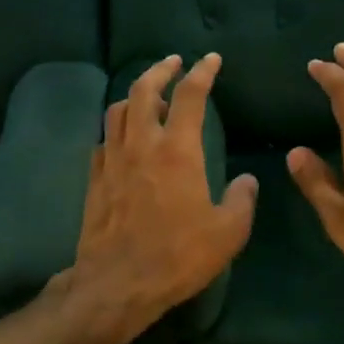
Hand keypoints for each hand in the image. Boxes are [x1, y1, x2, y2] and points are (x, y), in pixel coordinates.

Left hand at [66, 52, 257, 333]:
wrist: (118, 284)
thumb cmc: (178, 256)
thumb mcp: (228, 232)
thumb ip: (242, 200)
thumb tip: (248, 180)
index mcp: (178, 151)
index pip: (191, 96)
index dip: (202, 72)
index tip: (211, 59)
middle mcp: (142, 145)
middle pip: (144, 89)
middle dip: (160, 69)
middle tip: (173, 62)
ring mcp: (113, 160)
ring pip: (118, 110)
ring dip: (135, 96)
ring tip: (150, 98)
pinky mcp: (95, 179)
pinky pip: (103, 140)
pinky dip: (117, 130)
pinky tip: (125, 140)